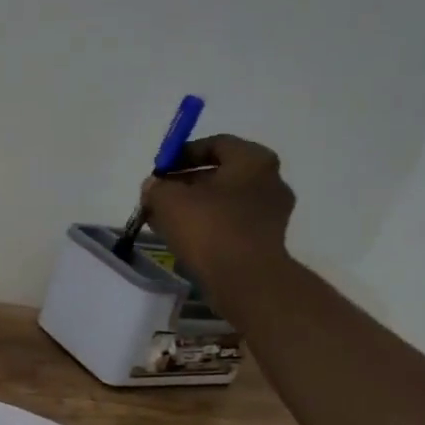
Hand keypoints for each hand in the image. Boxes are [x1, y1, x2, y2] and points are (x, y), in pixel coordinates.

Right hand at [142, 134, 296, 306]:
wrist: (245, 279)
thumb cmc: (209, 227)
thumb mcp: (168, 199)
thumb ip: (156, 187)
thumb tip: (154, 187)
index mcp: (253, 161)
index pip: (216, 144)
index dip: (183, 153)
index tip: (159, 170)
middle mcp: (269, 181)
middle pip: (220, 174)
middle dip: (185, 183)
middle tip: (159, 195)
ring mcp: (270, 213)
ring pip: (223, 202)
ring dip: (193, 207)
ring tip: (163, 219)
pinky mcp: (265, 241)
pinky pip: (230, 224)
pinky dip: (206, 226)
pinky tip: (181, 237)